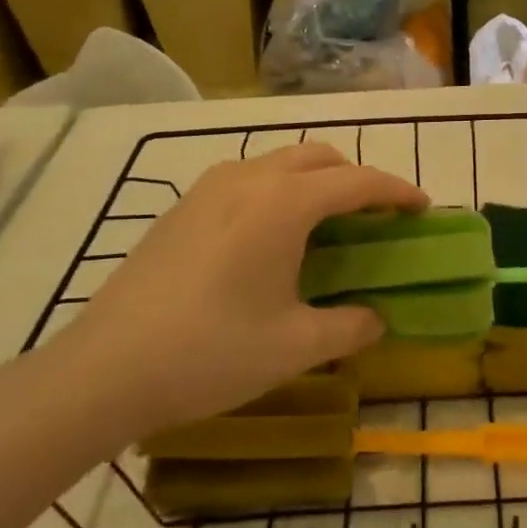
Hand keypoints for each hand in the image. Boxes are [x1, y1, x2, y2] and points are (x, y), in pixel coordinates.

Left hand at [54, 143, 427, 443]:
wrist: (104, 369)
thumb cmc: (210, 353)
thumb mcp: (294, 346)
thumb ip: (349, 326)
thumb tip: (376, 318)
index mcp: (283, 204)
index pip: (357, 181)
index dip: (396, 191)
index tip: (423, 207)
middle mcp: (249, 180)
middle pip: (318, 158)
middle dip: (356, 178)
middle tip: (375, 217)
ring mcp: (208, 189)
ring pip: (279, 163)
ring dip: (314, 182)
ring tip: (326, 226)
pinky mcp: (181, 208)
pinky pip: (247, 181)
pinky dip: (278, 192)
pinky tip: (270, 240)